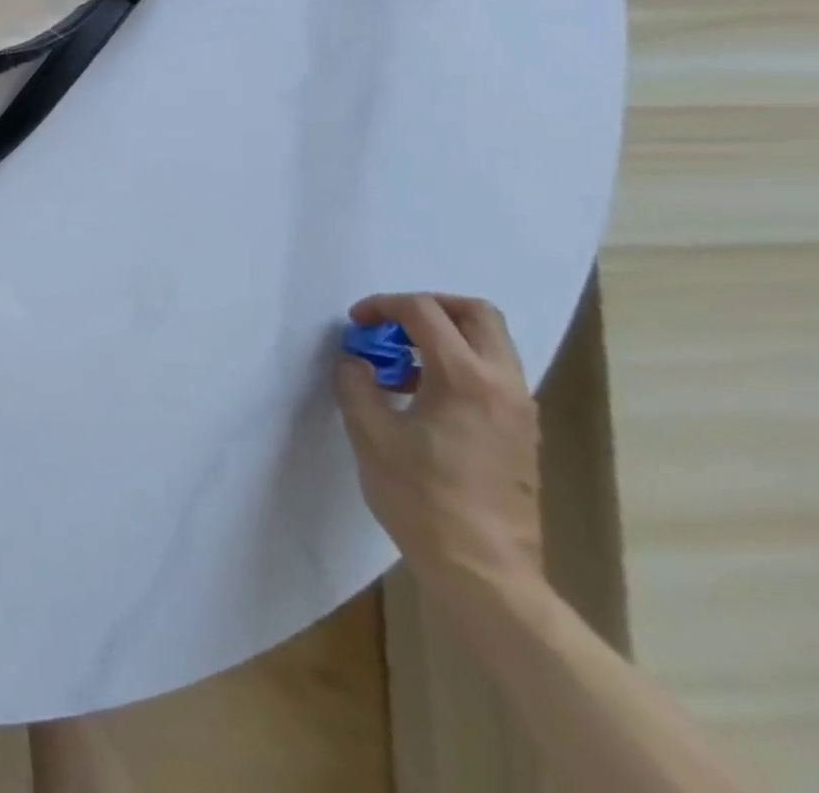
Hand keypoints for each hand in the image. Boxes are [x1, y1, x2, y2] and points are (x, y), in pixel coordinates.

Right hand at [334, 293, 543, 604]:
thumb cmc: (420, 496)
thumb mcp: (369, 432)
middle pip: (476, 314)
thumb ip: (356, 382)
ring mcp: (519, 409)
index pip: (425, 312)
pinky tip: (422, 395)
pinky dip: (457, 363)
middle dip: (428, 306)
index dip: (383, 306)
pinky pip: (493, 373)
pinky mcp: (521, 432)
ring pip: (490, 343)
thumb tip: (355, 359)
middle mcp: (503, 384)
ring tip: (400, 363)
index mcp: (465, 378)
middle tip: (389, 325)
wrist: (483, 570)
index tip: (356, 324)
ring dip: (444, 336)